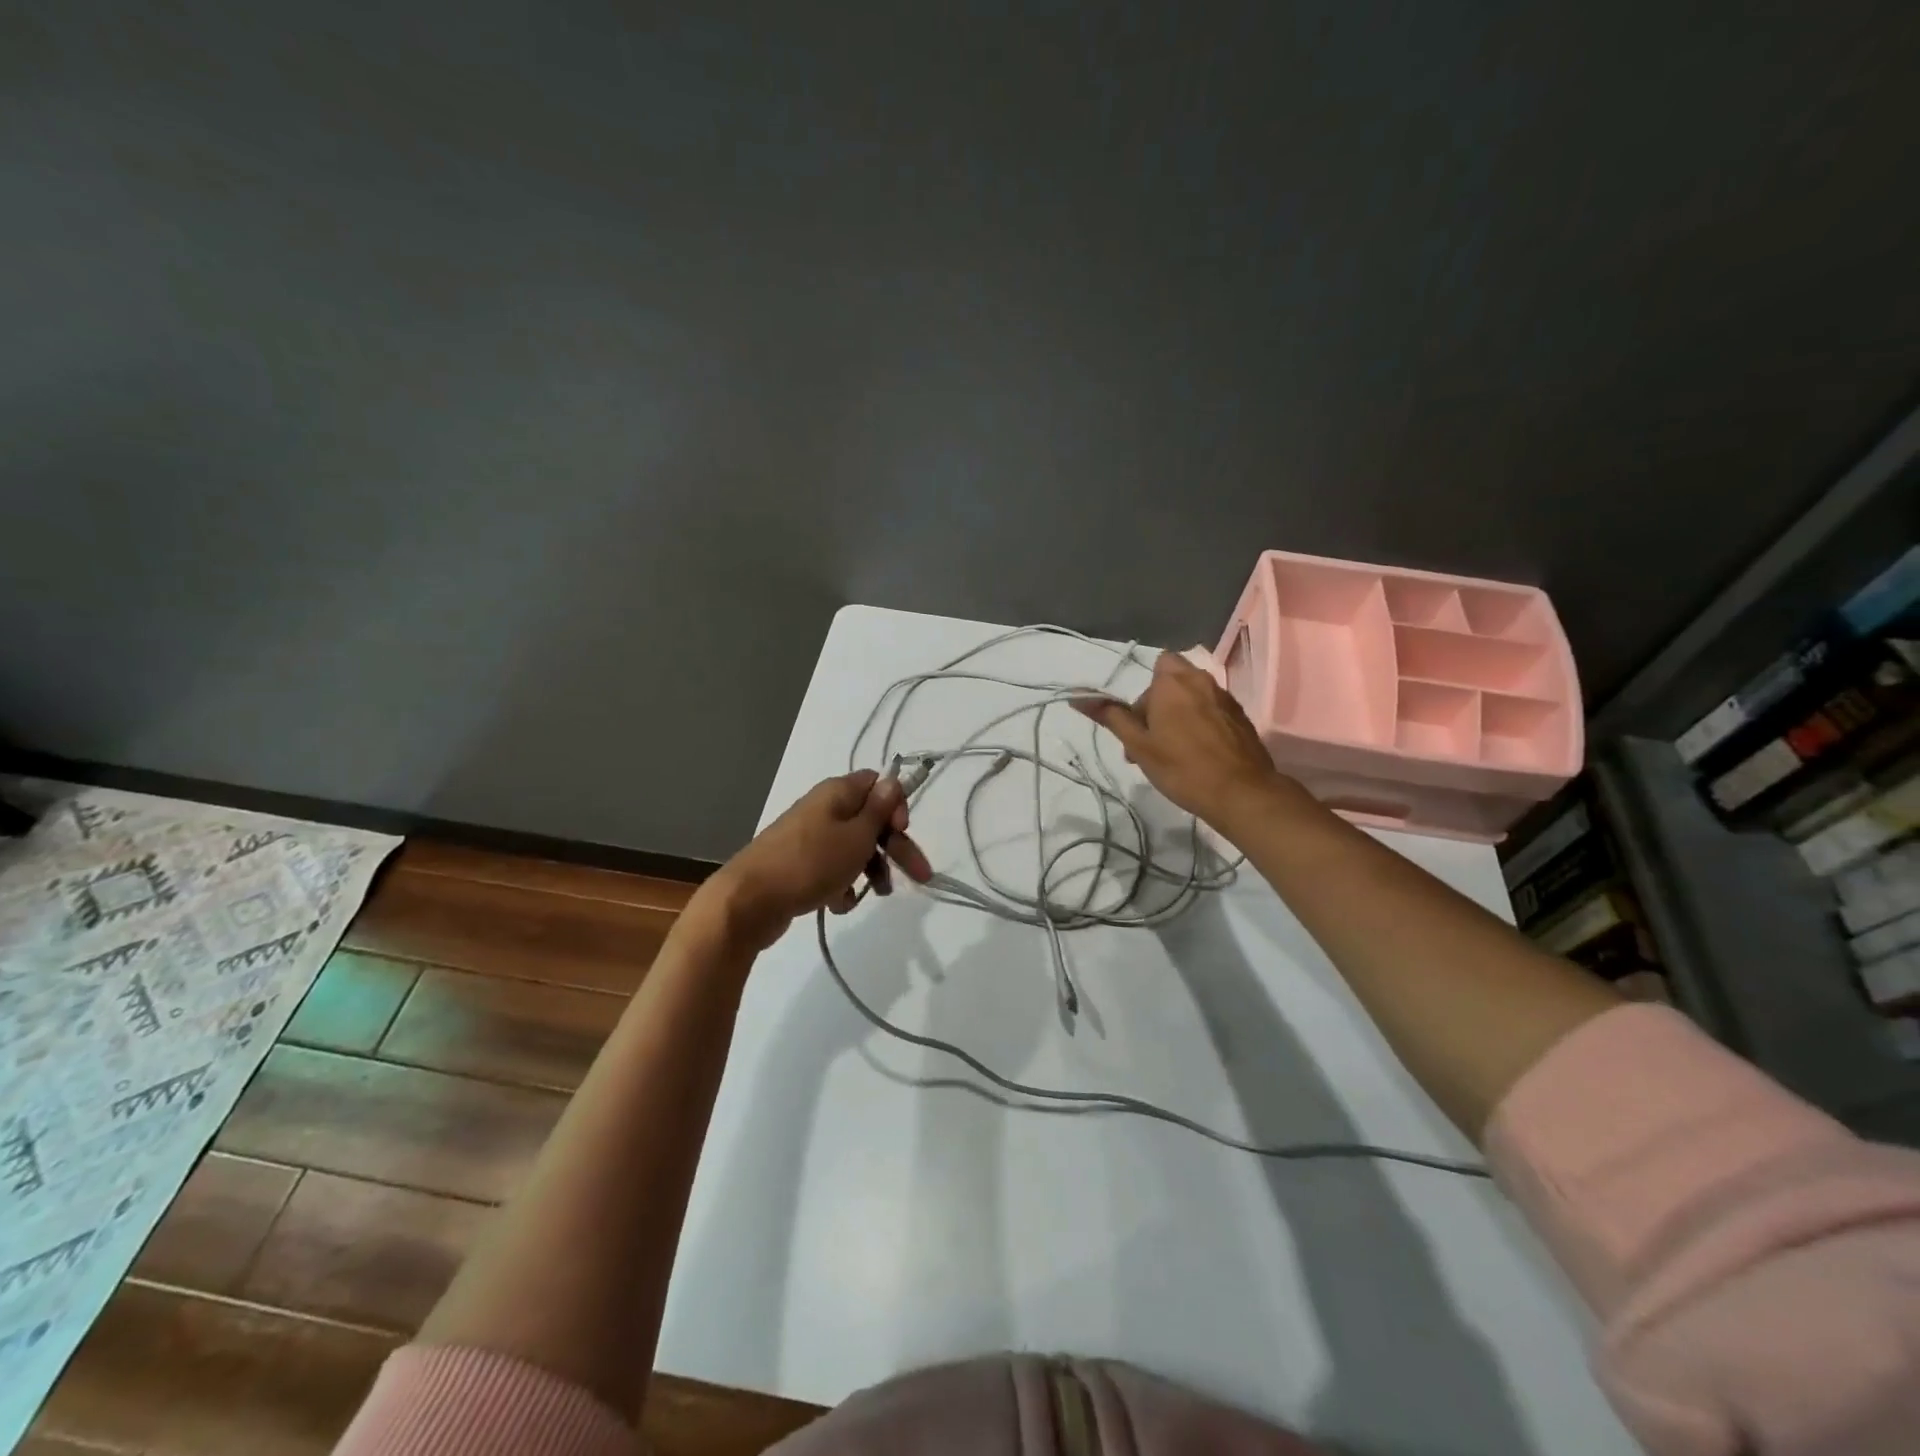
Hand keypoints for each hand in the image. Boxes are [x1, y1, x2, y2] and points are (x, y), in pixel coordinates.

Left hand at [701, 771, 933, 952]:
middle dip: (895, 848)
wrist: (748, 901)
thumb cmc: (811, 863)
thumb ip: (879, 809)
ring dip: (870, 869)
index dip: (896, 807)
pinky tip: (839, 903)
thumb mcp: (856, 836)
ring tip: (876, 895)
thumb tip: (892, 778)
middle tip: (919, 876)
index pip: (877, 784)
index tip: (903, 832)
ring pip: (853, 847)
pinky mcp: (798, 864)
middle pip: (870, 820)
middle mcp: (823, 808)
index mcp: (837, 793)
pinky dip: (841, 884)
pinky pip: (831, 868)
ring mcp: (808, 837)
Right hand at [1072, 650, 1282, 823]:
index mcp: (1174, 681)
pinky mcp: (1242, 718)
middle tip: (1151, 740)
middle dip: (1161, 703)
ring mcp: (1226, 698)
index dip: (1146, 692)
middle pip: (1176, 680)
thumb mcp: (1138, 744)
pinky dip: (1202, 724)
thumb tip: (1077, 698)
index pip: (1157, 666)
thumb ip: (1111, 717)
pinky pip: (1213, 711)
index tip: (1140, 723)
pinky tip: (1198, 754)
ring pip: (1195, 696)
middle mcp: (1202, 680)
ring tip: (1173, 751)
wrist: (1240, 793)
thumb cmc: (1181, 767)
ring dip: (1181, 714)